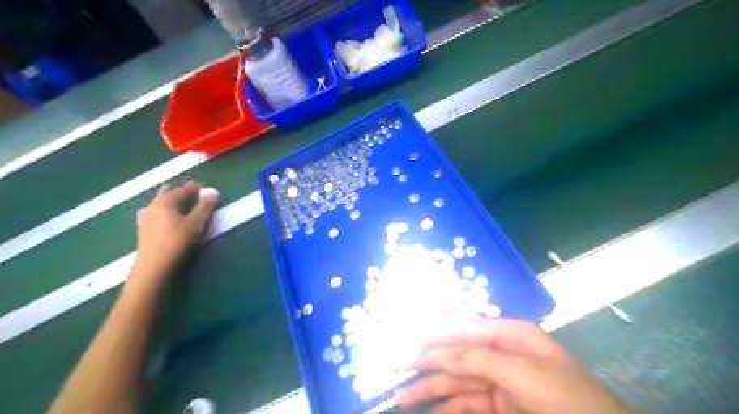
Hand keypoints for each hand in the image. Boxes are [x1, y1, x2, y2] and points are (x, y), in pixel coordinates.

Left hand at [130, 179, 218, 289]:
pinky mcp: (144, 230)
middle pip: (169, 194)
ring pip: (162, 204)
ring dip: (174, 202)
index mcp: (165, 201)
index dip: (197, 188)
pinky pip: (158, 213)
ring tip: (184, 204)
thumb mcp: (196, 223)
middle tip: (196, 194)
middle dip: (183, 192)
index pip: (184, 189)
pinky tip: (170, 217)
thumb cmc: (177, 242)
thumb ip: (205, 207)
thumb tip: (214, 192)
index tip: (208, 187)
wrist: (154, 267)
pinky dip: (167, 211)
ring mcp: (145, 218)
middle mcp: (152, 206)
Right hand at [396, 319, 630, 412]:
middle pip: (457, 357)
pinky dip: (449, 409)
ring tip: (403, 399)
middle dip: (428, 364)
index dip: (435, 336)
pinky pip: (468, 404)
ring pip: (458, 383)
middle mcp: (501, 354)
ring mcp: (501, 382)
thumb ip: (475, 359)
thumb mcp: (520, 373)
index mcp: (509, 335)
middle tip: (399, 371)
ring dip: (432, 390)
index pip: (464, 329)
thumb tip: (436, 352)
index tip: (409, 343)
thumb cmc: (565, 397)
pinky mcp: (501, 407)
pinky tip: (432, 413)